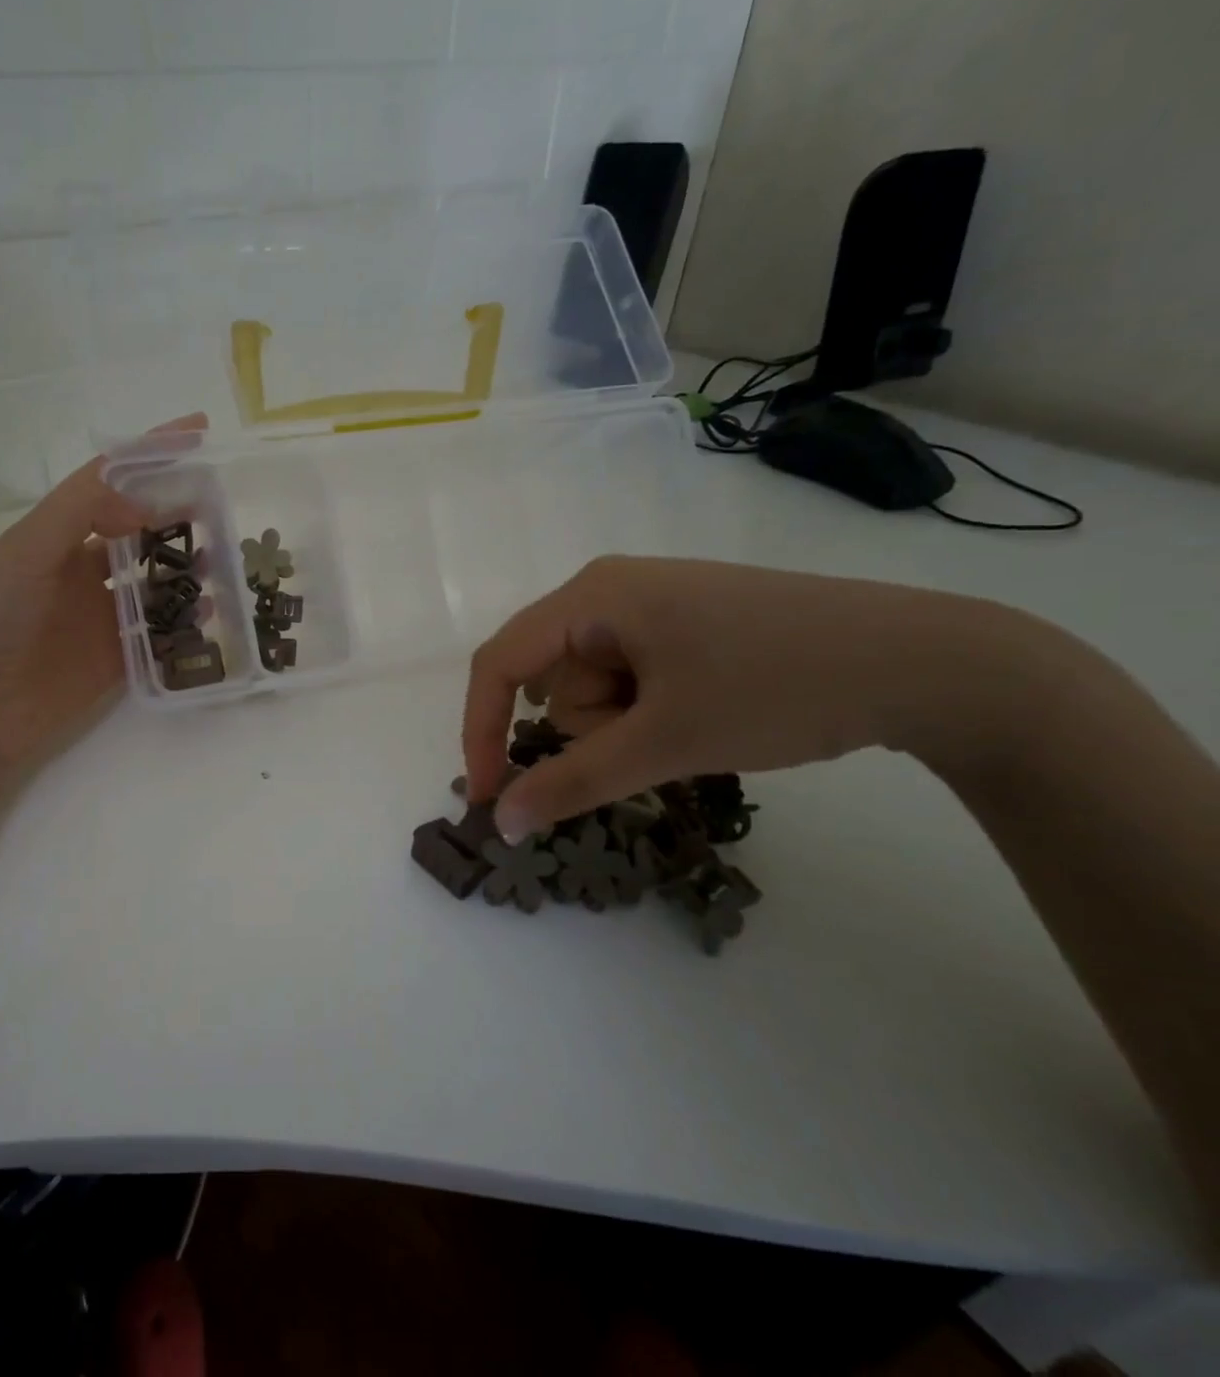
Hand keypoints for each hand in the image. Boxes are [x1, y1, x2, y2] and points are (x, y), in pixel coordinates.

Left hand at [0, 414, 205, 777]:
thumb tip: (146, 505)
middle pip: (140, 529)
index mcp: (57, 535)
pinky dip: (185, 619)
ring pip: (155, 580)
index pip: (110, 481)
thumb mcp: (26, 550)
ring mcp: (100, 616)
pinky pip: (159, 632)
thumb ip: (82, 512)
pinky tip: (209, 609)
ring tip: (224, 556)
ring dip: (187, 565)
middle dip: (179, 511)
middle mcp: (81, 570)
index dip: (151, 454)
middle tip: (222, 502)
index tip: (198, 431)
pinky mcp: (116, 659)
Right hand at [462, 556, 1047, 841]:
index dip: (482, 730)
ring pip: (593, 686)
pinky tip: (706, 712)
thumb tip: (500, 823)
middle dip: (590, 727)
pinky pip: (631, 678)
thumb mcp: (665, 742)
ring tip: (693, 726)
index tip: (491, 797)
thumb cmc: (779, 687)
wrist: (929, 663)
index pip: (499, 663)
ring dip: (625, 725)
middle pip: (552, 678)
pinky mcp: (684, 625)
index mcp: (592, 595)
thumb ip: (572, 782)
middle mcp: (610, 589)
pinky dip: (650, 712)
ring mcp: (651, 605)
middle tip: (653, 744)